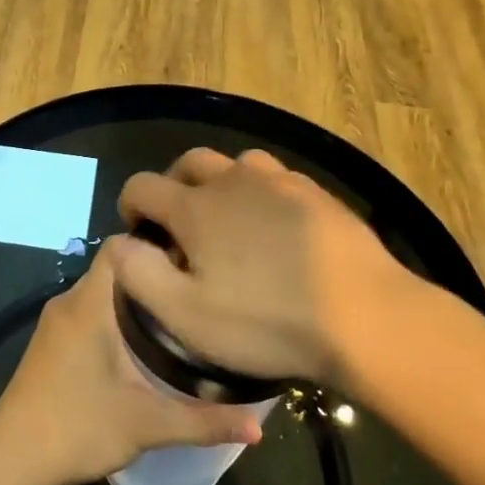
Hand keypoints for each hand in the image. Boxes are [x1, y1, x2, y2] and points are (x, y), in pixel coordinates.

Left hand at [0, 245, 263, 484]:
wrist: (12, 461)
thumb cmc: (78, 428)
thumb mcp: (148, 424)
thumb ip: (204, 422)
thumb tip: (258, 427)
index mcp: (89, 303)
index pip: (122, 247)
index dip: (156, 246)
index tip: (194, 262)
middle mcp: (69, 302)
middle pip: (117, 269)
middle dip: (155, 276)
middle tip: (197, 292)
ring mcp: (56, 323)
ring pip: (102, 292)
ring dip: (136, 300)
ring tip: (180, 315)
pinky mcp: (51, 343)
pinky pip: (90, 312)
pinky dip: (116, 317)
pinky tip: (143, 345)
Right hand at [109, 148, 439, 388]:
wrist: (365, 316)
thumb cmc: (266, 322)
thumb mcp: (186, 315)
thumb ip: (139, 273)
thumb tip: (118, 241)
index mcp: (196, 206)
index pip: (143, 185)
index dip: (130, 205)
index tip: (137, 233)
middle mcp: (233, 180)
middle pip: (189, 163)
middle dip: (174, 186)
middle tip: (180, 226)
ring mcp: (280, 182)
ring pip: (235, 164)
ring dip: (219, 184)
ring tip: (228, 221)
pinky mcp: (317, 193)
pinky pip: (275, 179)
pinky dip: (260, 193)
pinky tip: (274, 227)